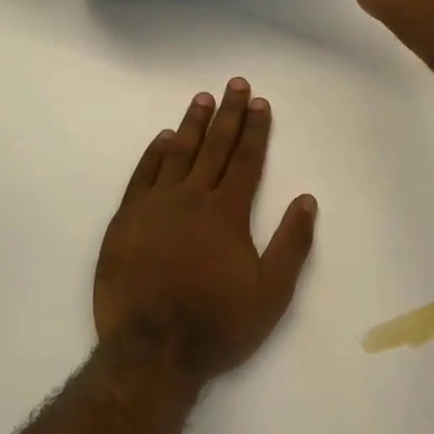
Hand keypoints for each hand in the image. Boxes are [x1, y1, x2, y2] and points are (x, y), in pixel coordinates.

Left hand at [94, 79, 316, 382]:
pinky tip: (162, 138)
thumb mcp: (270, 294)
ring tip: (203, 98)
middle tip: (236, 84)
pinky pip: (142, 175)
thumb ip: (291, 245)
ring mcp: (155, 205)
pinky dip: (153, 153)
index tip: (260, 102)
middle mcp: (192, 198)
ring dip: (192, 123)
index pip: (246, 160)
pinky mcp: (126, 219)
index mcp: (227, 213)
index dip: (256, 129)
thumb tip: (307, 199)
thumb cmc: (216, 324)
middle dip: (229, 113)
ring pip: (177, 153)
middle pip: (215, 146)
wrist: (151, 350)